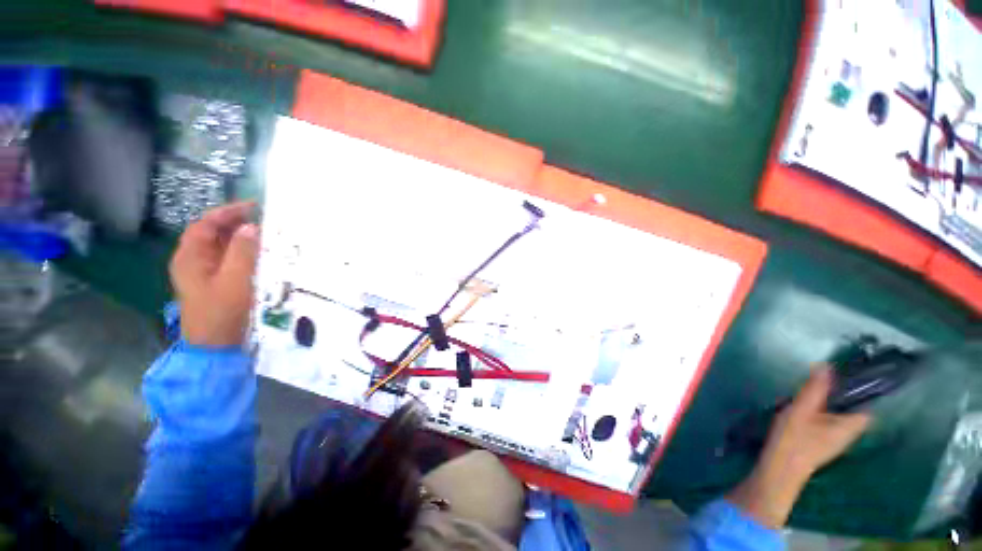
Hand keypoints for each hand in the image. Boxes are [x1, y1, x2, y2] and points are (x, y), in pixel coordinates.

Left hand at [169, 202, 259, 347]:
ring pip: (222, 247)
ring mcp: (204, 273)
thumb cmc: (222, 311)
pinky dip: (244, 252)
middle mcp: (193, 261)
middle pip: (213, 234)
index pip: (205, 225)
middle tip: (265, 219)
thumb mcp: (234, 279)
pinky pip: (230, 260)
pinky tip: (261, 253)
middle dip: (236, 223)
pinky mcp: (216, 283)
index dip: (227, 212)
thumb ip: (242, 251)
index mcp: (190, 257)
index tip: (253, 206)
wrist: (216, 346)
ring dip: (242, 238)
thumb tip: (251, 227)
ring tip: (267, 233)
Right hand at [728, 366, 870, 528]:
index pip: (869, 404)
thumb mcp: (801, 410)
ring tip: (814, 387)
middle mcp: (849, 432)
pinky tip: (806, 406)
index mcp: (851, 425)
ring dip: (831, 401)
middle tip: (826, 376)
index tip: (855, 371)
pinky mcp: (823, 441)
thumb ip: (814, 389)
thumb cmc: (794, 440)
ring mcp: (836, 439)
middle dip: (844, 392)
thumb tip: (826, 365)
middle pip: (854, 408)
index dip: (866, 388)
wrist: (779, 470)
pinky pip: (830, 419)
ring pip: (840, 414)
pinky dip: (823, 410)